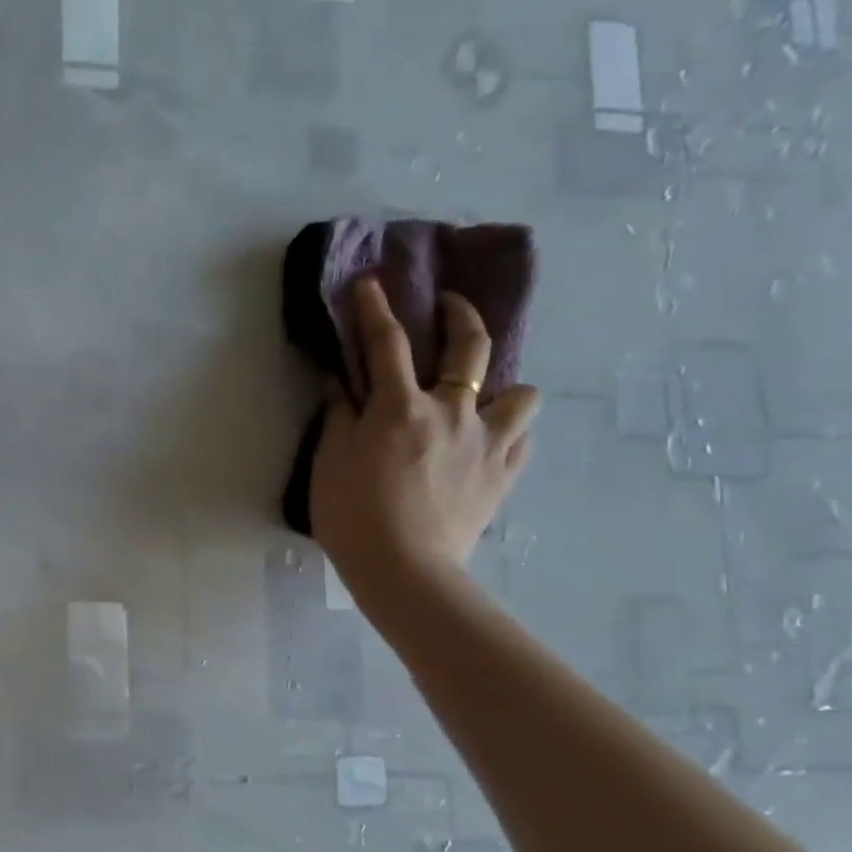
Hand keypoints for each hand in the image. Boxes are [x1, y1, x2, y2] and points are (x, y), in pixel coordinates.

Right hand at [311, 279, 539, 599]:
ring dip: (503, 387)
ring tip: (483, 398)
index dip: (376, 309)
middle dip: (460, 315)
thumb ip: (340, 417)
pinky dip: (509, 431)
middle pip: (469, 347)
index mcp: (400, 408)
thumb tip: (344, 384)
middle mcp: (452, 412)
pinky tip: (491, 441)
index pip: (387, 344)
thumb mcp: (329, 462)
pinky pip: (522, 438)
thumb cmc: (352, 515)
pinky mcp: (505, 474)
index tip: (371, 282)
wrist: (403, 569)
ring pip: (521, 392)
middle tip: (450, 307)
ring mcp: (487, 442)